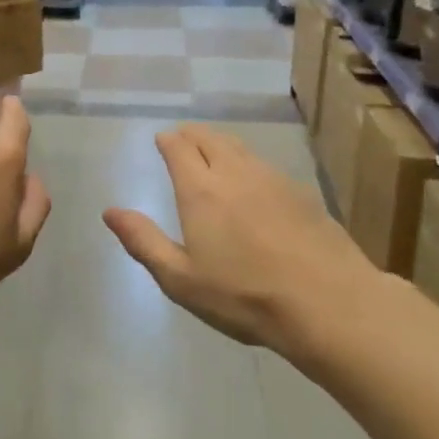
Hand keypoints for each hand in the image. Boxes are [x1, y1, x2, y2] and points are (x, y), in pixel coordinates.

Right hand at [104, 125, 365, 353]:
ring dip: (220, 144)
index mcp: (201, 190)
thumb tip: (110, 211)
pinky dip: (247, 162)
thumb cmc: (244, 296)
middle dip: (191, 135)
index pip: (179, 147)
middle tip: (183, 139)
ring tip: (213, 153)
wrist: (328, 304)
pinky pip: (264, 165)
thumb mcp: (181, 279)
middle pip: (209, 138)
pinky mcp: (301, 193)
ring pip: (240, 147)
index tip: (161, 140)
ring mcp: (272, 179)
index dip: (167, 140)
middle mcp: (235, 173)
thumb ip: (143, 241)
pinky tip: (252, 182)